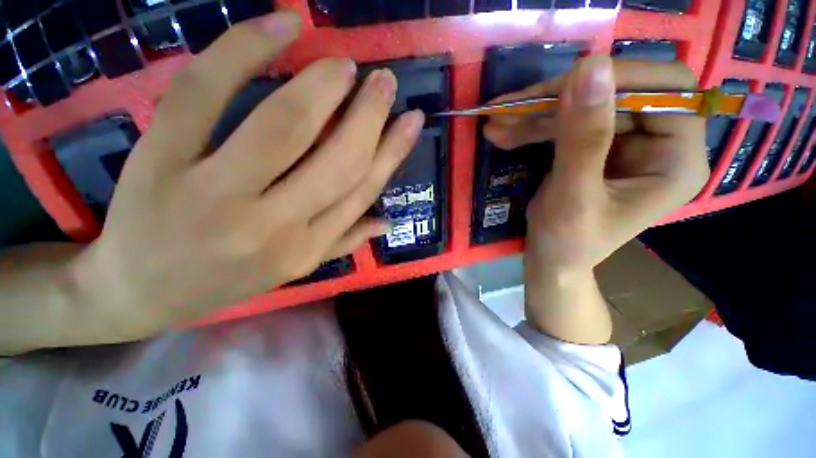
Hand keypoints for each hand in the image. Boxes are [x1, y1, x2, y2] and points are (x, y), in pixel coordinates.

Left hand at [74, 12, 423, 335]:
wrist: (139, 292)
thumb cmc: (222, 280)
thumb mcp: (293, 270)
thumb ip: (342, 243)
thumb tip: (386, 222)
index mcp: (306, 248)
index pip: (361, 191)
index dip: (391, 151)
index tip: (411, 120)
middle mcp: (273, 224)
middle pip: (337, 160)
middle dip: (369, 116)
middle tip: (385, 81)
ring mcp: (215, 191)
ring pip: (284, 126)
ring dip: (323, 86)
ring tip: (346, 64)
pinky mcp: (162, 160)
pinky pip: (204, 93)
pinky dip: (244, 49)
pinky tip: (281, 25)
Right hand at [485, 56, 708, 270]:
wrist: (552, 261)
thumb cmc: (568, 242)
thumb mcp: (573, 197)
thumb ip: (583, 138)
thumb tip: (591, 66)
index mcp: (677, 160)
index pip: (667, 89)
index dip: (617, 80)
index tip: (560, 89)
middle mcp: (660, 143)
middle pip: (616, 94)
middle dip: (559, 101)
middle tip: (509, 110)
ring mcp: (625, 143)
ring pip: (584, 106)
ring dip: (536, 115)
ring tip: (496, 124)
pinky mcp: (596, 147)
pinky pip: (567, 123)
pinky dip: (533, 127)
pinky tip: (503, 133)